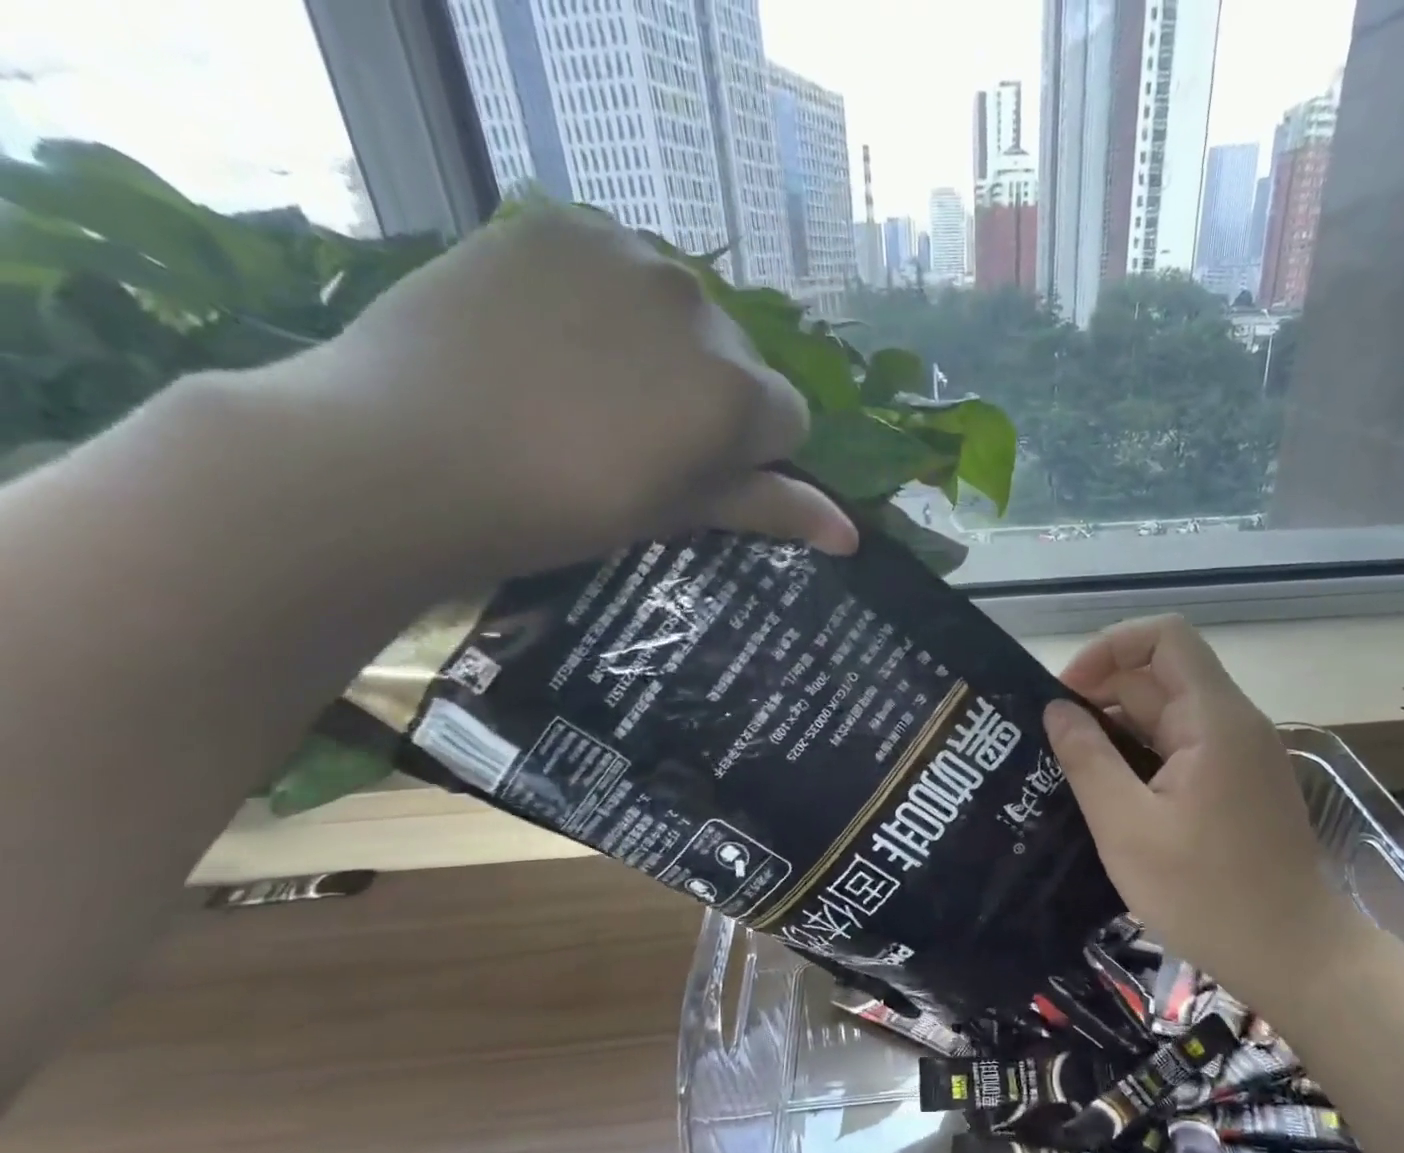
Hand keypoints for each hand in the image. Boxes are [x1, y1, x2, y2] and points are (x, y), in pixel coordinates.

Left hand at [257, 205, 852, 588]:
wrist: (408, 455)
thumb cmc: (565, 509)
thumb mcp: (678, 514)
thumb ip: (771, 509)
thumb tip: (851, 536)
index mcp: (738, 392)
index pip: (788, 422)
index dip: (748, 457)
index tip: (692, 477)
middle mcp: (703, 308)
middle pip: (738, 361)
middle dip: (708, 398)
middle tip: (632, 438)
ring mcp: (630, 254)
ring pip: (683, 310)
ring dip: (661, 346)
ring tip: (587, 387)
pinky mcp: (560, 222)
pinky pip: (617, 262)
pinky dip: (605, 299)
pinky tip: (552, 336)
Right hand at [1043, 615, 1359, 978]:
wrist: (1294, 956)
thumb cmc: (1206, 895)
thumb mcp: (1127, 829)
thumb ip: (1087, 760)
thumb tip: (1057, 710)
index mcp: (1213, 719)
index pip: (1163, 637)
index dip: (1108, 648)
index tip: (1066, 694)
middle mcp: (1232, 723)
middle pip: (1160, 677)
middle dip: (1101, 696)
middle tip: (1051, 741)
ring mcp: (1239, 754)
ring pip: (1167, 715)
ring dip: (1117, 730)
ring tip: (1070, 768)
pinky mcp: (1238, 783)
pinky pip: (1181, 748)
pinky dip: (1141, 756)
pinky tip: (1110, 793)